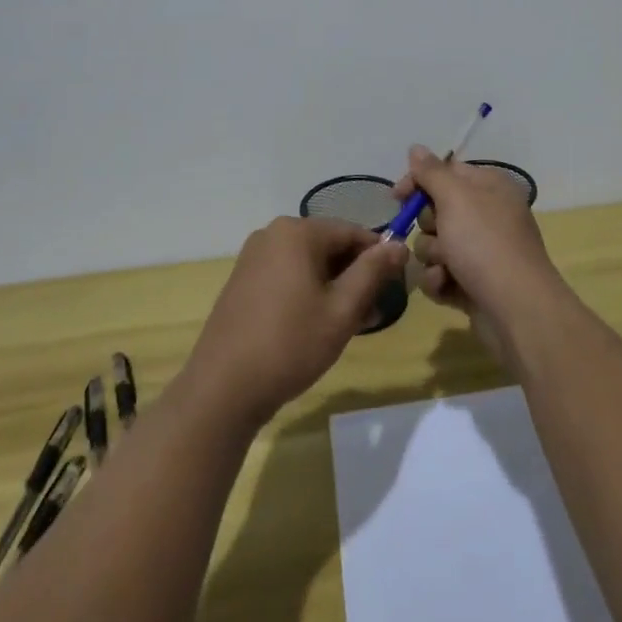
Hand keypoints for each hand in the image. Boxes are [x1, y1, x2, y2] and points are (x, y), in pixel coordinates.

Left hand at [182, 218, 408, 430]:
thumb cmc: (289, 344)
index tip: (395, 287)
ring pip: (309, 264)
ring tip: (351, 325)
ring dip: (334, 287)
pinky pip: (288, 275)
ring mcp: (254, 257)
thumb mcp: (342, 310)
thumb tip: (399, 245)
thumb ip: (373, 272)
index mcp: (297, 232)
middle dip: (355, 276)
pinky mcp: (244, 281)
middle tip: (372, 313)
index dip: (378, 257)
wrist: (222, 389)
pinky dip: (308, 293)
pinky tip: (319, 325)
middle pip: (329, 246)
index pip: (352, 232)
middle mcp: (273, 234)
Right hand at [395, 146, 564, 365]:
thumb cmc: (484, 243)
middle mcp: (488, 215)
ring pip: (435, 244)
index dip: (419, 182)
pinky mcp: (474, 284)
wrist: (517, 310)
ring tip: (446, 267)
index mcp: (489, 187)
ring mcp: (482, 252)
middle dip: (428, 226)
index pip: (446, 172)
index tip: (397, 197)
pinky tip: (447, 287)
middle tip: (438, 234)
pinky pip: (442, 274)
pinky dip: (440, 280)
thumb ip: (431, 172)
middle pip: (437, 210)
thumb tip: (416, 148)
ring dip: (433, 256)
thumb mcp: (455, 198)